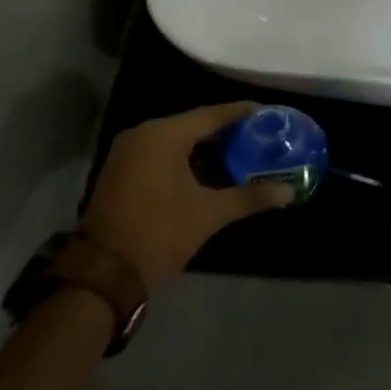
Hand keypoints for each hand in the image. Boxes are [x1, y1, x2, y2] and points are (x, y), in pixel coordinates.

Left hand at [83, 103, 293, 290]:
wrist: (103, 275)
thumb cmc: (159, 233)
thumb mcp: (209, 214)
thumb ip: (250, 197)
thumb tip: (288, 191)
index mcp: (164, 135)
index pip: (212, 115)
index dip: (242, 114)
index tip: (268, 114)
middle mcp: (143, 134)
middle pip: (194, 124)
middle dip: (226, 132)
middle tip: (258, 136)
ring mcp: (128, 152)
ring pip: (176, 140)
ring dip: (205, 146)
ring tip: (240, 152)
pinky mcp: (121, 171)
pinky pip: (161, 153)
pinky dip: (185, 157)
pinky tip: (208, 170)